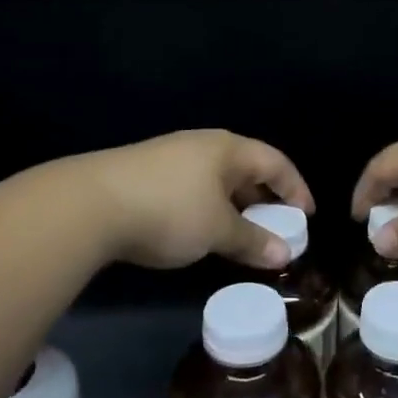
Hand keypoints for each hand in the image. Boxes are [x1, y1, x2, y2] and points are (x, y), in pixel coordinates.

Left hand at [81, 129, 312, 270]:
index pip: (275, 162)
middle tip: (276, 227)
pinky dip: (208, 207)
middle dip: (264, 198)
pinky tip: (199, 230)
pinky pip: (192, 187)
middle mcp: (203, 144)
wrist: (91, 204)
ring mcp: (171, 155)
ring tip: (240, 233)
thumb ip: (252, 241)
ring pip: (217, 179)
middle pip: (246, 167)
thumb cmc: (169, 211)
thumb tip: (284, 253)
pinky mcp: (146, 172)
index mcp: (228, 149)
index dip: (296, 188)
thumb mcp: (217, 231)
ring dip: (234, 205)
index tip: (307, 216)